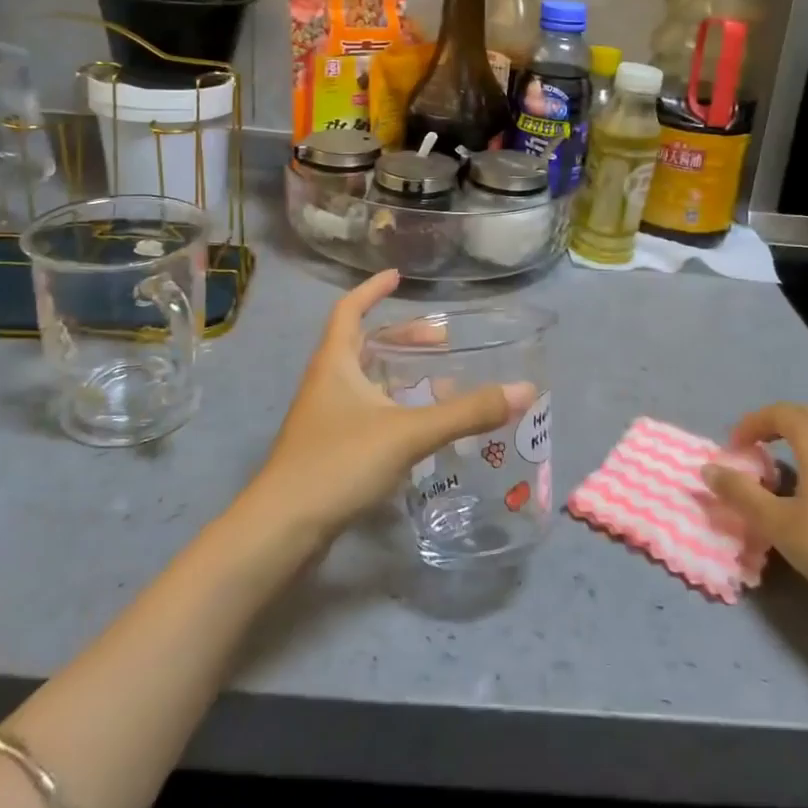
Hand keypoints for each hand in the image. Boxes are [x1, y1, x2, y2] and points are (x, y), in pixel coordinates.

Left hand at [248, 270, 535, 544]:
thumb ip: (466, 413)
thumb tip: (525, 390)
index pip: (349, 310)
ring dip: (399, 375)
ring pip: (365, 382)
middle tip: (441, 340)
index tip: (399, 277)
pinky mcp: (328, 449)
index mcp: (335, 363)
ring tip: (440, 382)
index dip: (372, 290)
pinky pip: (366, 413)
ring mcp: (324, 418)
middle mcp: (326, 383)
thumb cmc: (338, 463)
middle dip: (402, 338)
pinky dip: (393, 408)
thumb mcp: (407, 433)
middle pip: (363, 345)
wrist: (282, 530)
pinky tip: (418, 429)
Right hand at [702, 404, 807, 633]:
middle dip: (775, 426)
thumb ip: (740, 494)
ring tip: (787, 465)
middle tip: (755, 450)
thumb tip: (707, 469)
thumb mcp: (778, 524)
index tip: (734, 449)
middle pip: (806, 416)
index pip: (778, 412)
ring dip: (802, 439)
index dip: (751, 424)